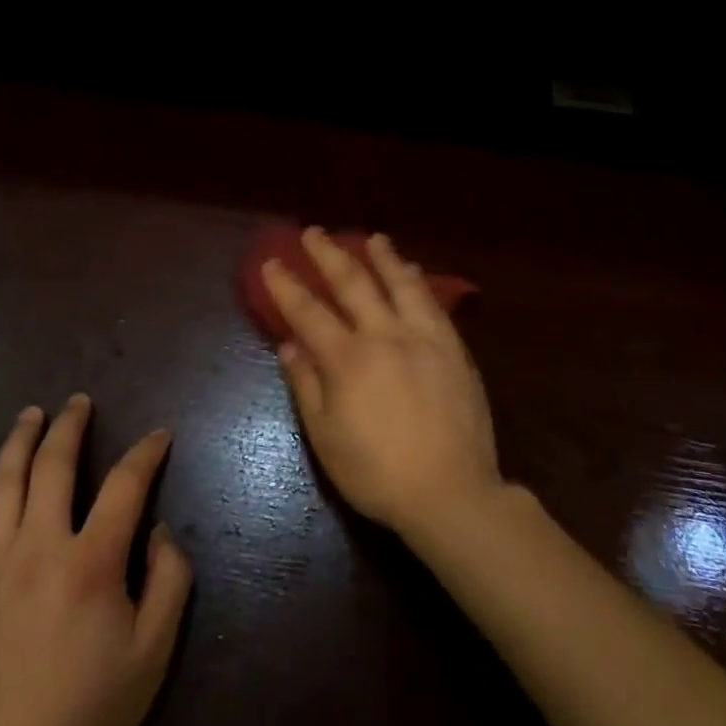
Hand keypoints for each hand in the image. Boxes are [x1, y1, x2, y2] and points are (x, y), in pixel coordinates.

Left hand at [0, 393, 191, 725]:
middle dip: (70, 426)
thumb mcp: (154, 649)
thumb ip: (169, 580)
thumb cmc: (92, 708)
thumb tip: (158, 532)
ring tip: (30, 415)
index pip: (126, 484)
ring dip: (18, 442)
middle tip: (79, 402)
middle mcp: (39, 547)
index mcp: (91, 560)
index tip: (158, 435)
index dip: (146, 453)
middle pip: (54, 466)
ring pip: (3, 485)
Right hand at [264, 228, 502, 540]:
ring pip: (400, 284)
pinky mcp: (453, 348)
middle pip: (353, 283)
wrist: (451, 492)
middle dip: (329, 254)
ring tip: (372, 238)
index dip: (286, 285)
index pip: (308, 311)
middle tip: (313, 232)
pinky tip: (412, 272)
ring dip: (382, 257)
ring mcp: (424, 338)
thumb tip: (289, 345)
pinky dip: (417, 282)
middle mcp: (385, 335)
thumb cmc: (377, 473)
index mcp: (348, 359)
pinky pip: (433, 303)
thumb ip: (306, 385)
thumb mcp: (326, 438)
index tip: (272, 262)